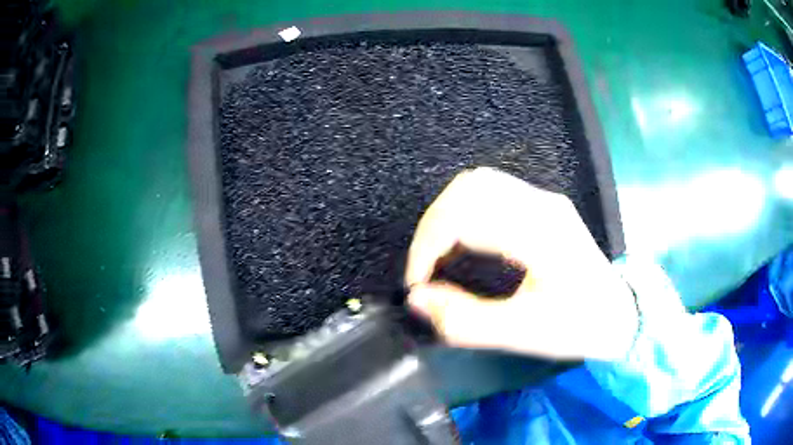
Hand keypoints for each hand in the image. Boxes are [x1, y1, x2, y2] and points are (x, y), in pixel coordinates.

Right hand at [406, 167, 637, 360]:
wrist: (618, 313)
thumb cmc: (578, 326)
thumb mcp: (522, 334)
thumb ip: (465, 320)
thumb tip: (418, 299)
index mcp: (541, 232)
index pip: (466, 214)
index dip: (428, 245)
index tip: (418, 282)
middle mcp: (542, 204)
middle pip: (468, 187)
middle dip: (432, 226)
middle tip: (424, 267)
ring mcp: (544, 199)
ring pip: (477, 182)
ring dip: (446, 215)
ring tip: (438, 253)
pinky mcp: (543, 204)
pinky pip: (491, 191)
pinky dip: (464, 211)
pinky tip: (462, 240)